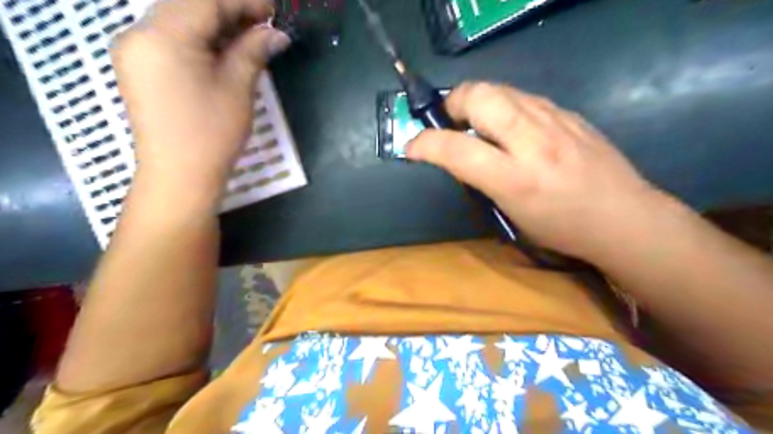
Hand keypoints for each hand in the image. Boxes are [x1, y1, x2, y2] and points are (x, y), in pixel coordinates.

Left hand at [109, 0, 288, 201]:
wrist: (179, 175)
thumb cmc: (212, 134)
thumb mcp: (238, 89)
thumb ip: (253, 52)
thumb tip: (276, 34)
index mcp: (163, 35)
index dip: (243, 2)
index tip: (273, 13)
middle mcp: (138, 32)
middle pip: (188, 4)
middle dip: (229, 9)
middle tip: (263, 26)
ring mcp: (134, 49)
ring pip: (178, 19)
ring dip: (215, 24)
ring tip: (248, 39)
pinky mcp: (139, 66)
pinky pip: (169, 37)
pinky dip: (199, 38)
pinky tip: (223, 51)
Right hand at [407, 82, 668, 260]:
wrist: (625, 217)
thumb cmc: (562, 228)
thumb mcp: (511, 213)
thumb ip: (480, 179)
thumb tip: (455, 155)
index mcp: (515, 178)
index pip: (456, 148)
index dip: (424, 144)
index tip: (412, 148)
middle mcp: (533, 141)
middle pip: (478, 95)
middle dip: (452, 105)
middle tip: (450, 126)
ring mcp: (554, 119)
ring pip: (499, 88)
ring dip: (476, 102)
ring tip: (477, 126)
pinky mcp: (567, 112)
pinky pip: (522, 97)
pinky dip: (503, 106)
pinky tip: (510, 128)